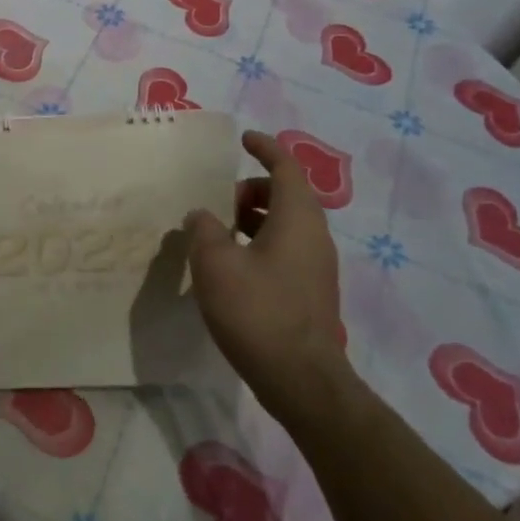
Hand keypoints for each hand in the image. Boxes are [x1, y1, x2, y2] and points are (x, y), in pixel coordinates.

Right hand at [184, 129, 348, 416]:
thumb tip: (203, 216)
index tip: (243, 139)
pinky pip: (286, 248)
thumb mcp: (215, 263)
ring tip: (219, 235)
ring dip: (253, 218)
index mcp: (297, 218)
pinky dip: (260, 242)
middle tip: (219, 204)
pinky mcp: (310, 291)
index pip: (285, 167)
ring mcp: (316, 265)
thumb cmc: (258, 312)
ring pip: (285, 223)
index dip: (265, 147)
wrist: (301, 381)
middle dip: (251, 189)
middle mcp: (314, 235)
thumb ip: (204, 229)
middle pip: (285, 194)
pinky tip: (232, 267)